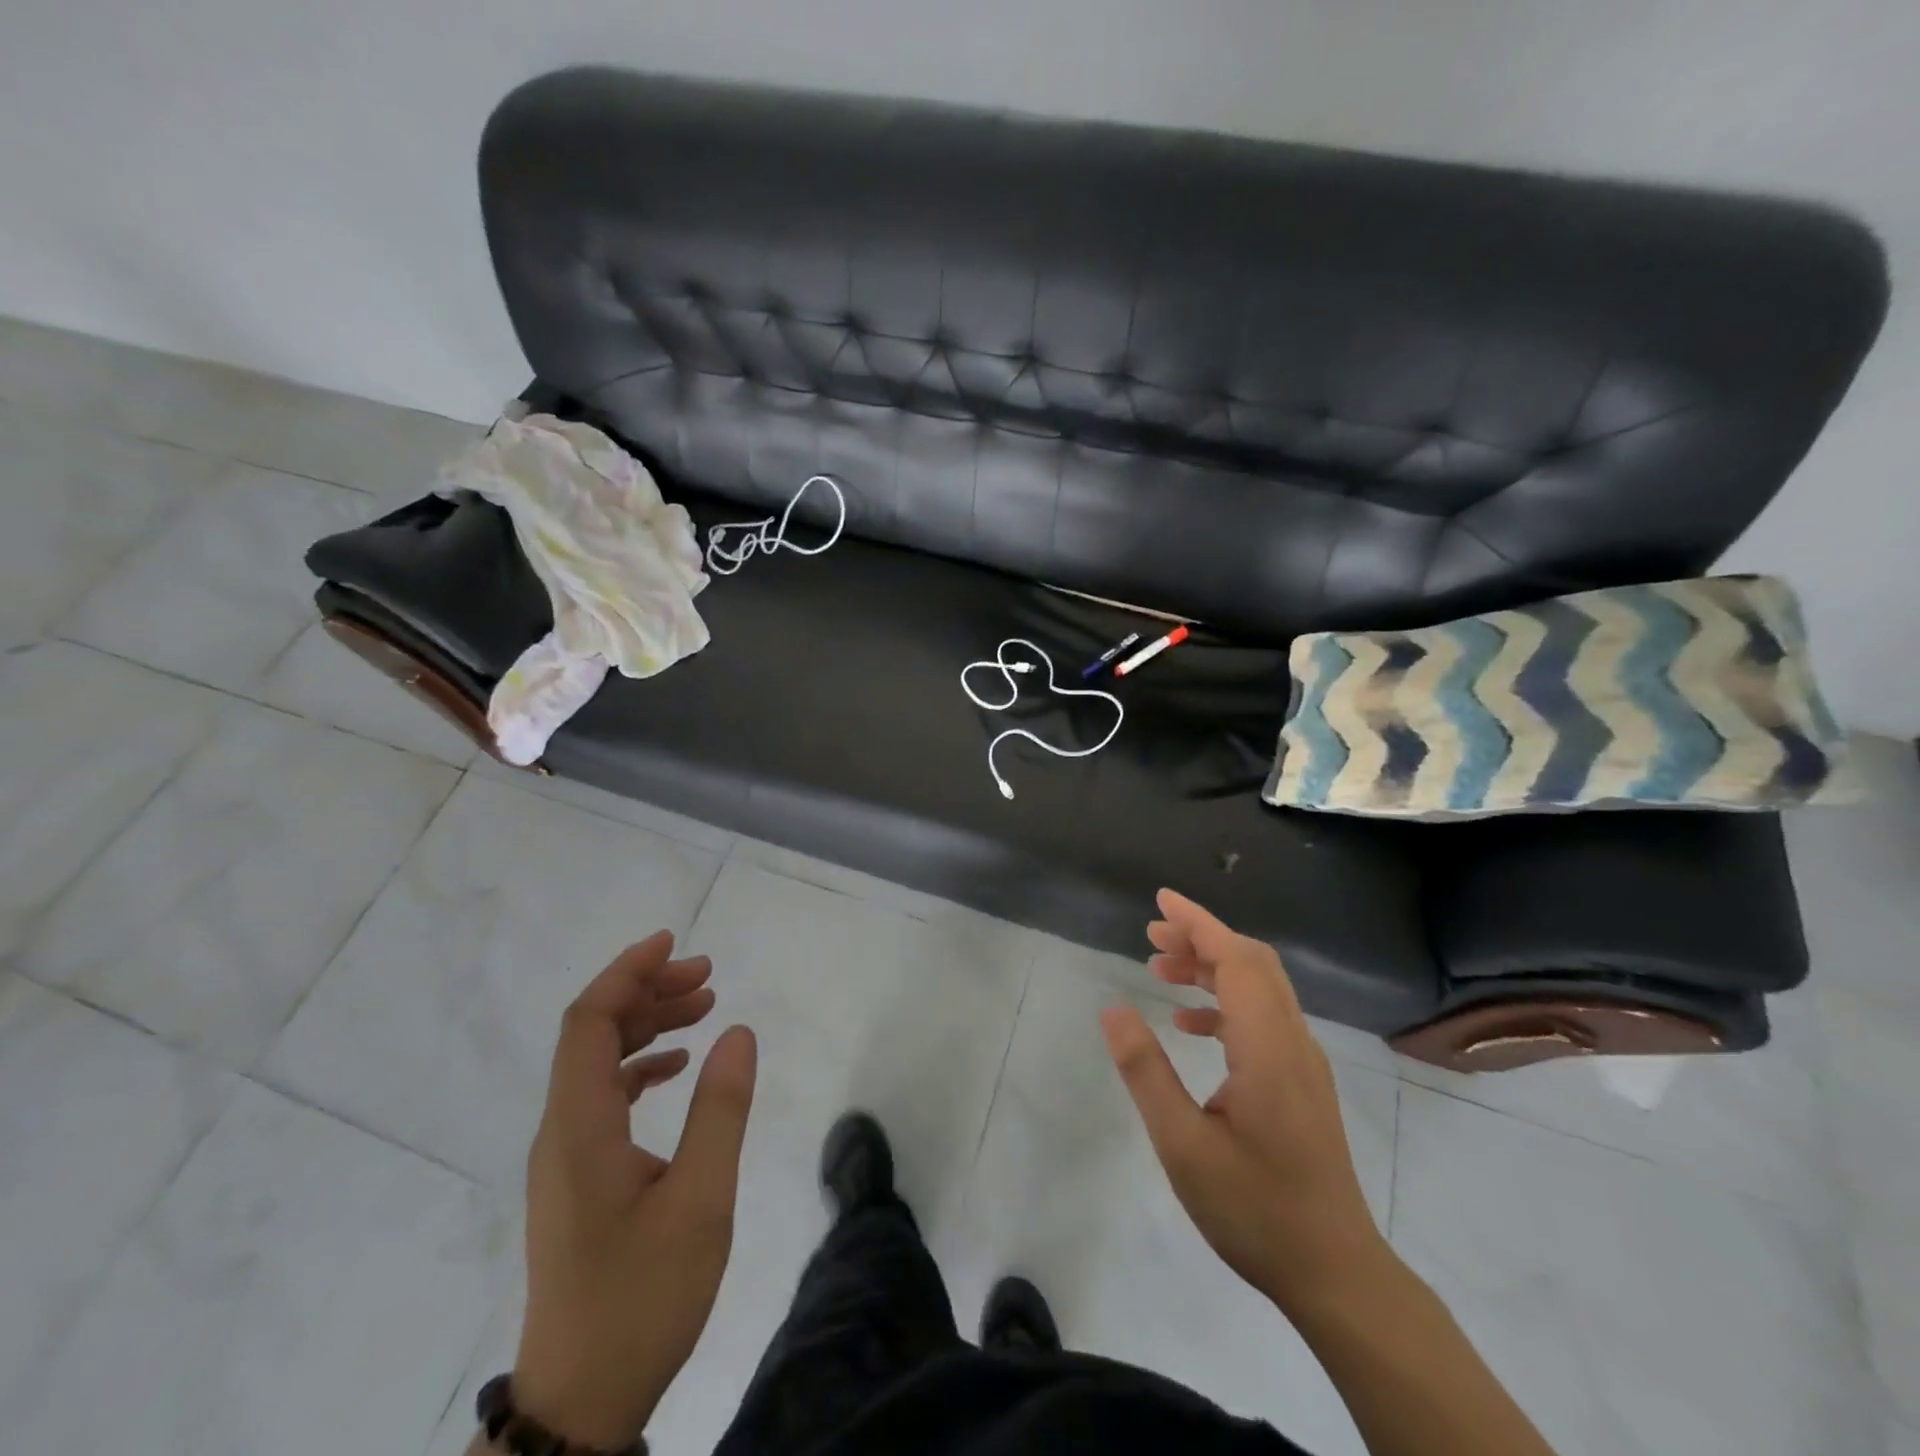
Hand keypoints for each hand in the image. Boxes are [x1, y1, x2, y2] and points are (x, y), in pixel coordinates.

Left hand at [513, 932, 757, 1449]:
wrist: (581, 1401)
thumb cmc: (642, 1298)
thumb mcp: (701, 1201)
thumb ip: (721, 1110)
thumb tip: (739, 1032)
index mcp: (581, 1127)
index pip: (589, 1021)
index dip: (627, 972)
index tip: (672, 942)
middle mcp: (562, 1130)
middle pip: (593, 1033)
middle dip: (648, 991)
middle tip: (709, 976)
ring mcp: (566, 1156)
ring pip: (599, 1063)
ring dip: (648, 1025)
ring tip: (705, 1006)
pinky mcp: (578, 1178)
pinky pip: (604, 1096)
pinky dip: (642, 1065)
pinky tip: (679, 1066)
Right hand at [1101, 889, 1386, 1314]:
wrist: (1336, 1273)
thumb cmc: (1255, 1210)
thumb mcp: (1183, 1146)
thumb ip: (1147, 1072)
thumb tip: (1113, 1010)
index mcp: (1268, 1048)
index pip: (1236, 960)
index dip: (1198, 923)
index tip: (1160, 902)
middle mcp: (1293, 1041)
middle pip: (1252, 963)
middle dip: (1201, 938)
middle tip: (1151, 936)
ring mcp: (1303, 1061)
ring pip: (1259, 987)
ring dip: (1211, 967)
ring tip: (1159, 969)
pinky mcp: (1302, 1080)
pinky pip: (1263, 1016)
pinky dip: (1225, 1002)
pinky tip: (1189, 1023)